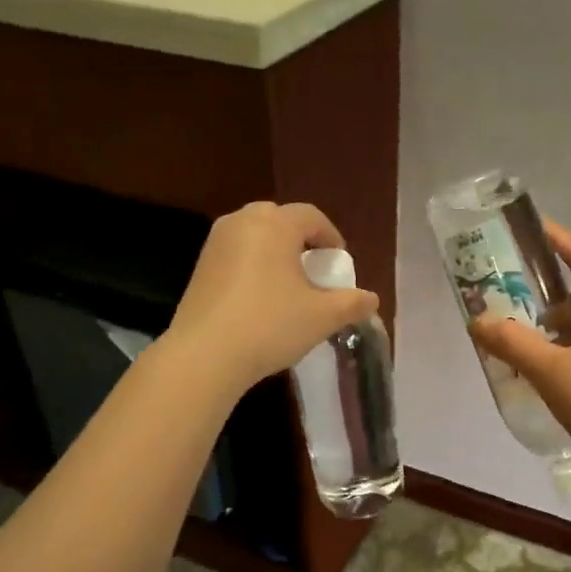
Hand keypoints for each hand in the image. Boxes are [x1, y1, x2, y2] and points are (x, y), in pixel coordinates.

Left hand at [167, 202, 379, 392]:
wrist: (205, 355)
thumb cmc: (270, 325)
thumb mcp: (322, 317)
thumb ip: (352, 303)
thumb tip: (371, 299)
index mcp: (275, 224)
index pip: (311, 216)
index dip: (331, 237)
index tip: (339, 262)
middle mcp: (242, 222)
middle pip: (280, 220)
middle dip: (301, 240)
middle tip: (313, 269)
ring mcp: (216, 243)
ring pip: (254, 236)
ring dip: (275, 252)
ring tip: (288, 285)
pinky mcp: (199, 266)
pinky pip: (236, 254)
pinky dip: (253, 265)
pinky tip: (259, 298)